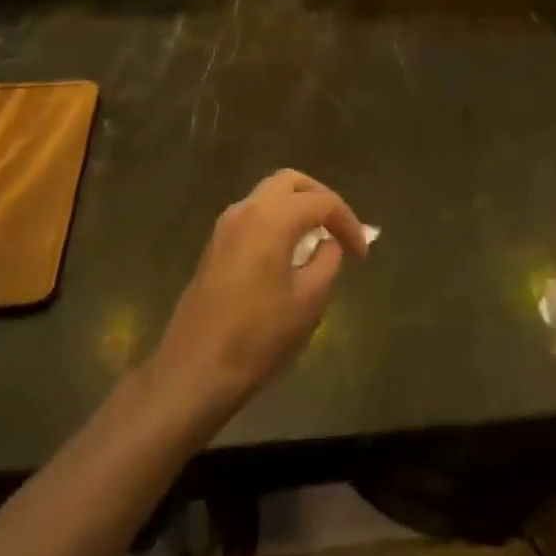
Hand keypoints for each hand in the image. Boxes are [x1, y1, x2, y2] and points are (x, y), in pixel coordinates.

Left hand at [147, 170, 369, 431]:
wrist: (193, 373)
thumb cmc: (257, 337)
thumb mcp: (308, 301)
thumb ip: (327, 261)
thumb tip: (328, 244)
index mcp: (273, 217)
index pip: (323, 202)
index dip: (349, 223)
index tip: (362, 254)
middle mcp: (247, 209)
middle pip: (291, 183)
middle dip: (320, 199)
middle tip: (339, 229)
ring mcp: (225, 226)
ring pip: (269, 197)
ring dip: (296, 209)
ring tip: (317, 242)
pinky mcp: (214, 247)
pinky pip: (253, 217)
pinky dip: (276, 222)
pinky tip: (288, 255)